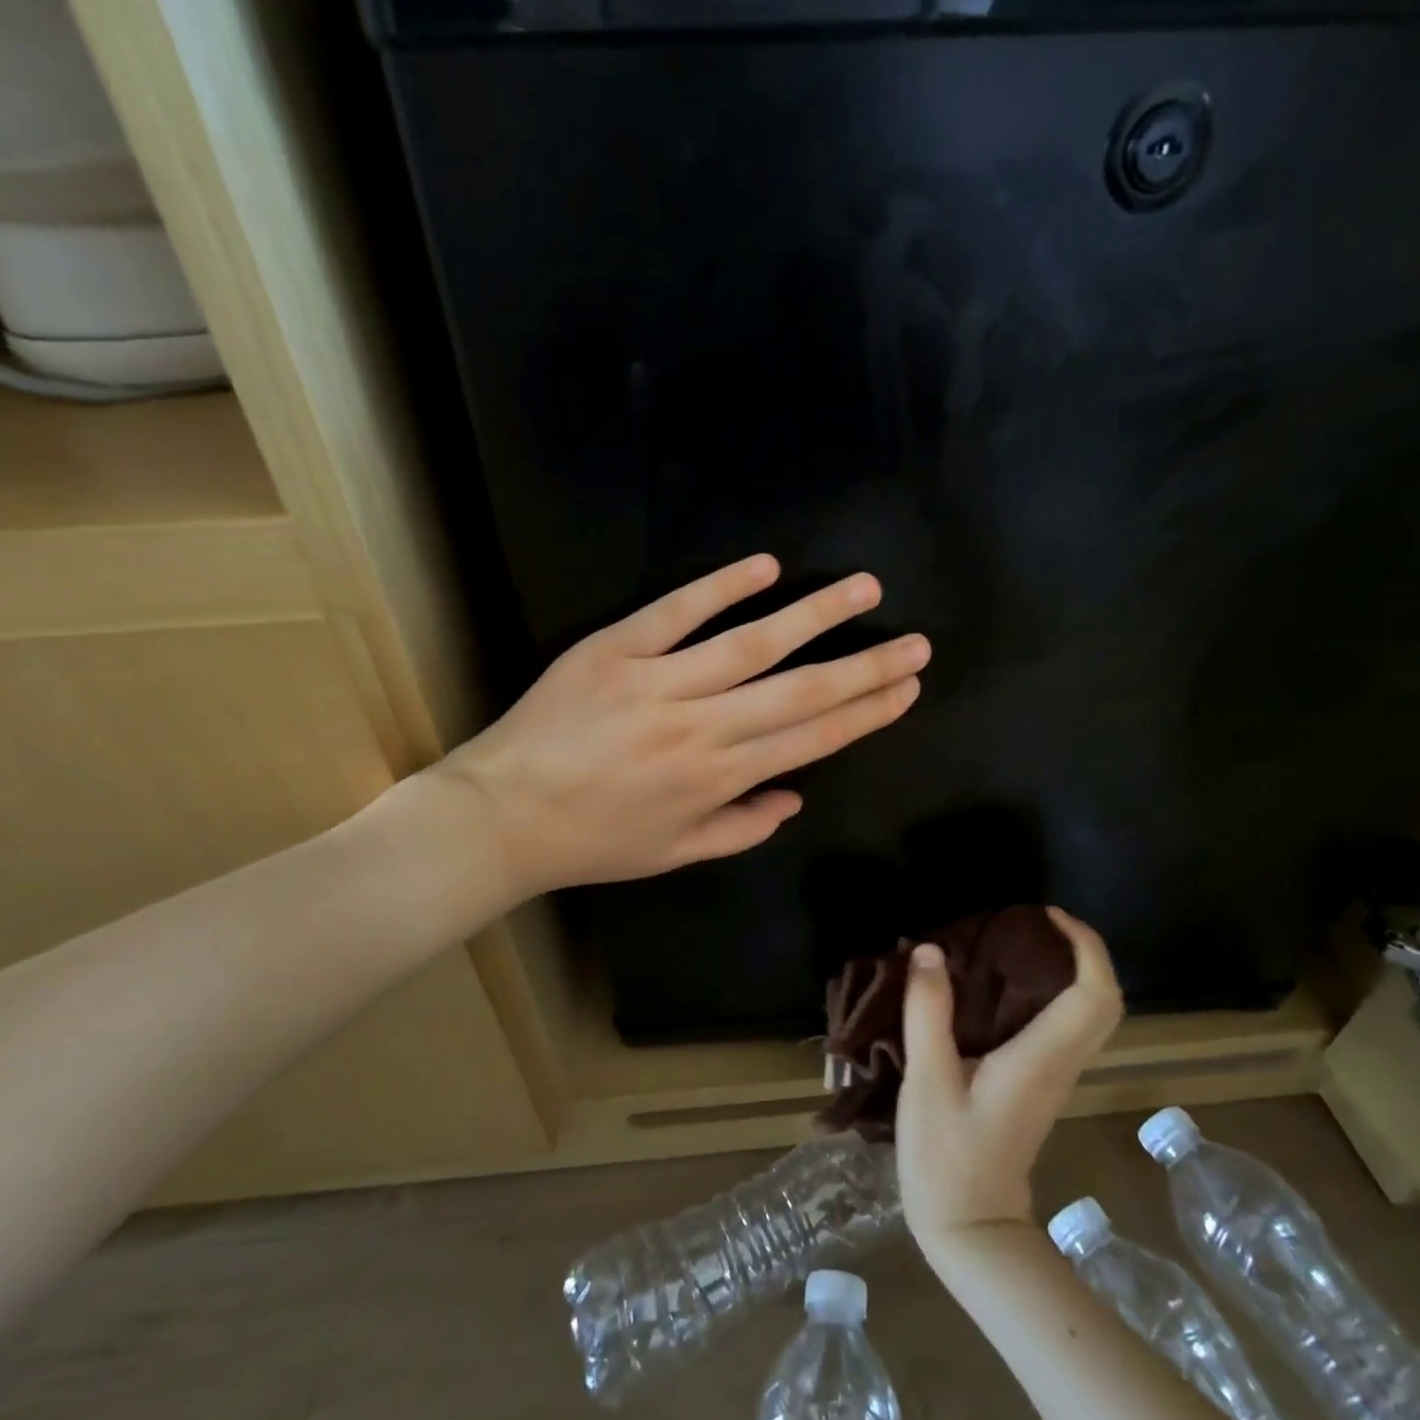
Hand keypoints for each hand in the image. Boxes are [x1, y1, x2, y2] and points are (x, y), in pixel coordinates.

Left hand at [436, 554, 929, 898]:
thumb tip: (794, 798)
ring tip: (865, 590)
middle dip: (867, 667)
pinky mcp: (615, 649)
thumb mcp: (675, 853)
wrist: (503, 816)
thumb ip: (742, 827)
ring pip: (753, 642)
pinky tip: (766, 565)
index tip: (907, 689)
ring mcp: (659, 681)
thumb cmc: (593, 841)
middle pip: (802, 689)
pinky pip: (676, 612)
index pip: (813, 737)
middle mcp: (704, 726)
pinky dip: (721, 587)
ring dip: (815, 615)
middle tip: (916, 642)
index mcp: (721, 777)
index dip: (867, 712)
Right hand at [897, 908, 1123, 1253]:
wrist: (971, 1231)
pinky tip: (996, 987)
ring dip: (1065, 970)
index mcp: (1041, 1058)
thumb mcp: (928, 1081)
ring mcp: (1053, 1077)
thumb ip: (928, 1012)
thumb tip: (930, 951)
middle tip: (1033, 923)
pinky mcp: (1038, 1085)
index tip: (1047, 915)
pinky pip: (1061, 1027)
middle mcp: (1060, 1064)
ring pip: (1086, 1015)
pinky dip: (1046, 994)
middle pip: (1103, 1002)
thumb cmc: (948, 1158)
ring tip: (1011, 943)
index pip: (1093, 995)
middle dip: (1082, 952)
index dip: (1084, 946)